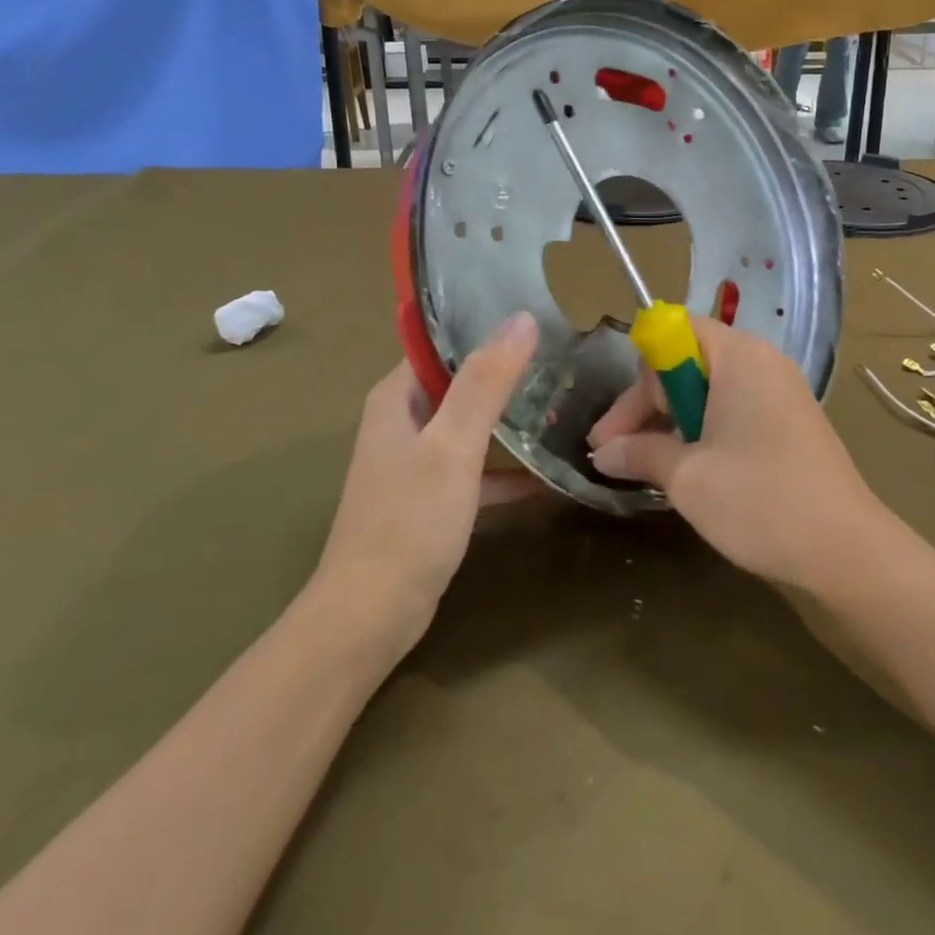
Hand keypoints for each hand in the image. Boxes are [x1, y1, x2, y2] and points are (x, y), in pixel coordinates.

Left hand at [316, 312, 542, 638]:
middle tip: (563, 359)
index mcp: (398, 397)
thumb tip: (522, 318)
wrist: (371, 616)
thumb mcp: (452, 445)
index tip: (539, 318)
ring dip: (510, 418)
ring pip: (470, 425)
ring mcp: (417, 461)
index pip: (442, 341)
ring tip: (563, 404)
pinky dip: (506, 470)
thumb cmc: (409, 522)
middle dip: (507, 371)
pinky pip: (475, 470)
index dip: (485, 326)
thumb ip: (486, 382)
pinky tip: (548, 476)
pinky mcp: (432, 498)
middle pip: (461, 381)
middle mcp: (404, 421)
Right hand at [587, 317, 893, 592]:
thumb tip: (603, 454)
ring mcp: (783, 392)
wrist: (848, 551)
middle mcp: (763, 362)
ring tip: (650, 467)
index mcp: (739, 356)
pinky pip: (736, 410)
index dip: (639, 377)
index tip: (616, 430)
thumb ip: (639, 454)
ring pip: (711, 391)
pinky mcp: (793, 423)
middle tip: (619, 454)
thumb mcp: (687, 477)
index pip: (674, 334)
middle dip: (649, 406)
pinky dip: (706, 432)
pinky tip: (693, 470)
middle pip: (689, 363)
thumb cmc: (760, 500)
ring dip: (674, 423)